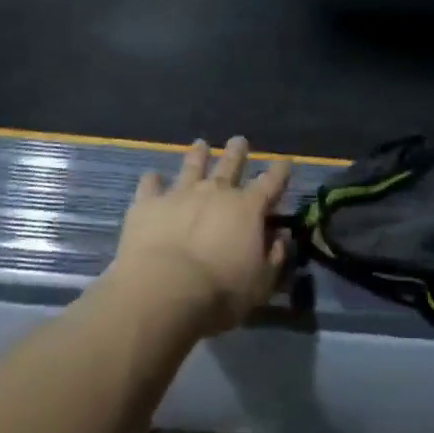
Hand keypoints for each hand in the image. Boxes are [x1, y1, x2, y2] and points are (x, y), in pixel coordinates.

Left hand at [111, 137, 290, 335]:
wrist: (165, 289)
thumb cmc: (220, 292)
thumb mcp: (260, 283)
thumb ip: (274, 257)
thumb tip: (281, 236)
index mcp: (248, 208)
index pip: (271, 183)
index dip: (280, 172)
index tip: (285, 161)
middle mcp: (216, 192)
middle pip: (230, 165)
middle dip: (237, 152)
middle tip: (239, 140)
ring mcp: (180, 194)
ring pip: (192, 166)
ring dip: (198, 155)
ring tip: (201, 144)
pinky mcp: (148, 204)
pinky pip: (150, 186)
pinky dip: (152, 180)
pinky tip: (152, 177)